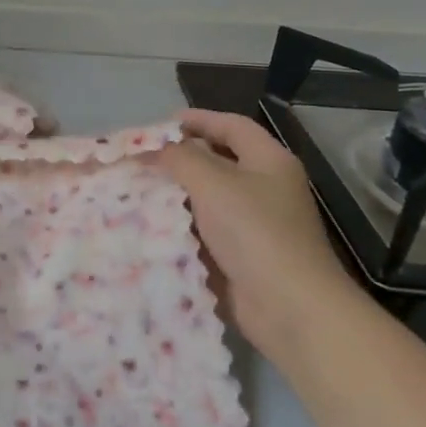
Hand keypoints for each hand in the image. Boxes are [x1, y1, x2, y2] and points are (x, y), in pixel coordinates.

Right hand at [156, 108, 361, 355]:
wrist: (288, 306)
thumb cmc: (255, 232)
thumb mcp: (212, 183)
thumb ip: (179, 158)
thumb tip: (153, 147)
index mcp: (269, 161)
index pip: (232, 126)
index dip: (197, 119)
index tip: (159, 123)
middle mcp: (265, 188)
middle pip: (219, 161)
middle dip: (180, 158)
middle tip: (141, 158)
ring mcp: (254, 224)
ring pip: (208, 198)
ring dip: (176, 194)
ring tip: (137, 189)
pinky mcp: (241, 255)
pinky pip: (205, 231)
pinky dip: (181, 226)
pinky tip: (150, 225)